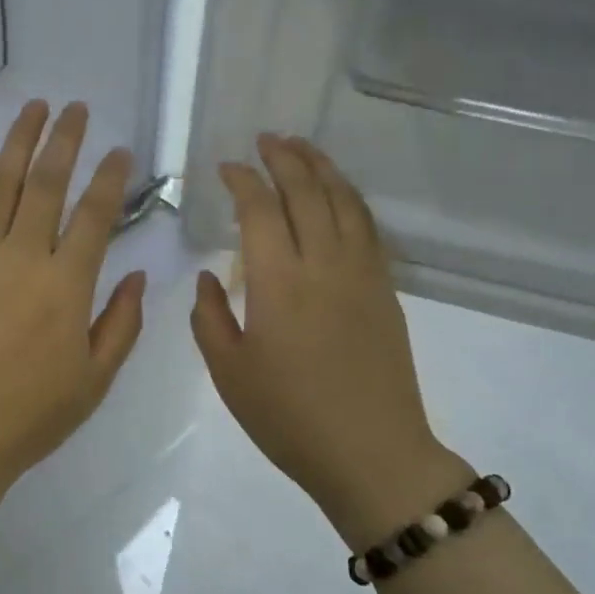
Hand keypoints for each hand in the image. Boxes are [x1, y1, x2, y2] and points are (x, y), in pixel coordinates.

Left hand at [0, 101, 146, 550]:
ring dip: (16, 144)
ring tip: (32, 110)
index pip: (93, 214)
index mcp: (65, 284)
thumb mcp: (95, 379)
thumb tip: (136, 275)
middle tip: (75, 107)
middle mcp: (21, 258)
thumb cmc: (33, 414)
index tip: (120, 150)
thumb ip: (121, 322)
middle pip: (45, 184)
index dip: (109, 177)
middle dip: (62, 140)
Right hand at [190, 134, 472, 546]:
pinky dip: (350, 198)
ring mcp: (362, 274)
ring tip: (302, 148)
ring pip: (344, 201)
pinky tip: (338, 194)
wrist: (371, 454)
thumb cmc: (289, 418)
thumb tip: (211, 275)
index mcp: (279, 283)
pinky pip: (367, 227)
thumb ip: (209, 316)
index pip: (260, 210)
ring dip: (322, 168)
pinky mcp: (385, 289)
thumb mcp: (229, 372)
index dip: (242, 181)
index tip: (226, 167)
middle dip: (284, 159)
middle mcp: (324, 265)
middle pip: (307, 192)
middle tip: (266, 139)